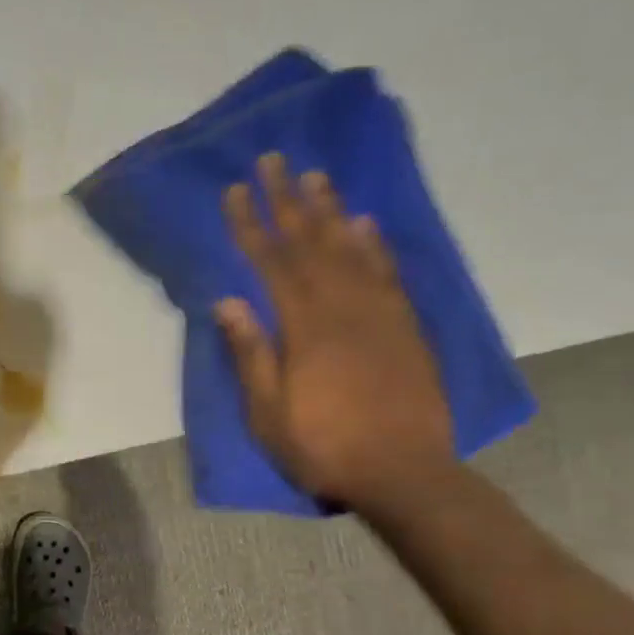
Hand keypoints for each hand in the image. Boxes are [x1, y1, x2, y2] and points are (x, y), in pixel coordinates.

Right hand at [216, 153, 454, 509]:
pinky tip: (365, 223)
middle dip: (288, 200)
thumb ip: (251, 354)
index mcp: (304, 328)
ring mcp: (379, 314)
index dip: (251, 224)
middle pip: (310, 243)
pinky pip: (388, 273)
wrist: (405, 474)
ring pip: (350, 249)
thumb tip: (228, 301)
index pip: (270, 263)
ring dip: (330, 210)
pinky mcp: (405, 326)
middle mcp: (342, 308)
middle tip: (274, 160)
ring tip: (317, 176)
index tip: (236, 191)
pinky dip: (375, 244)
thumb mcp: (269, 413)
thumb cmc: (324, 447)